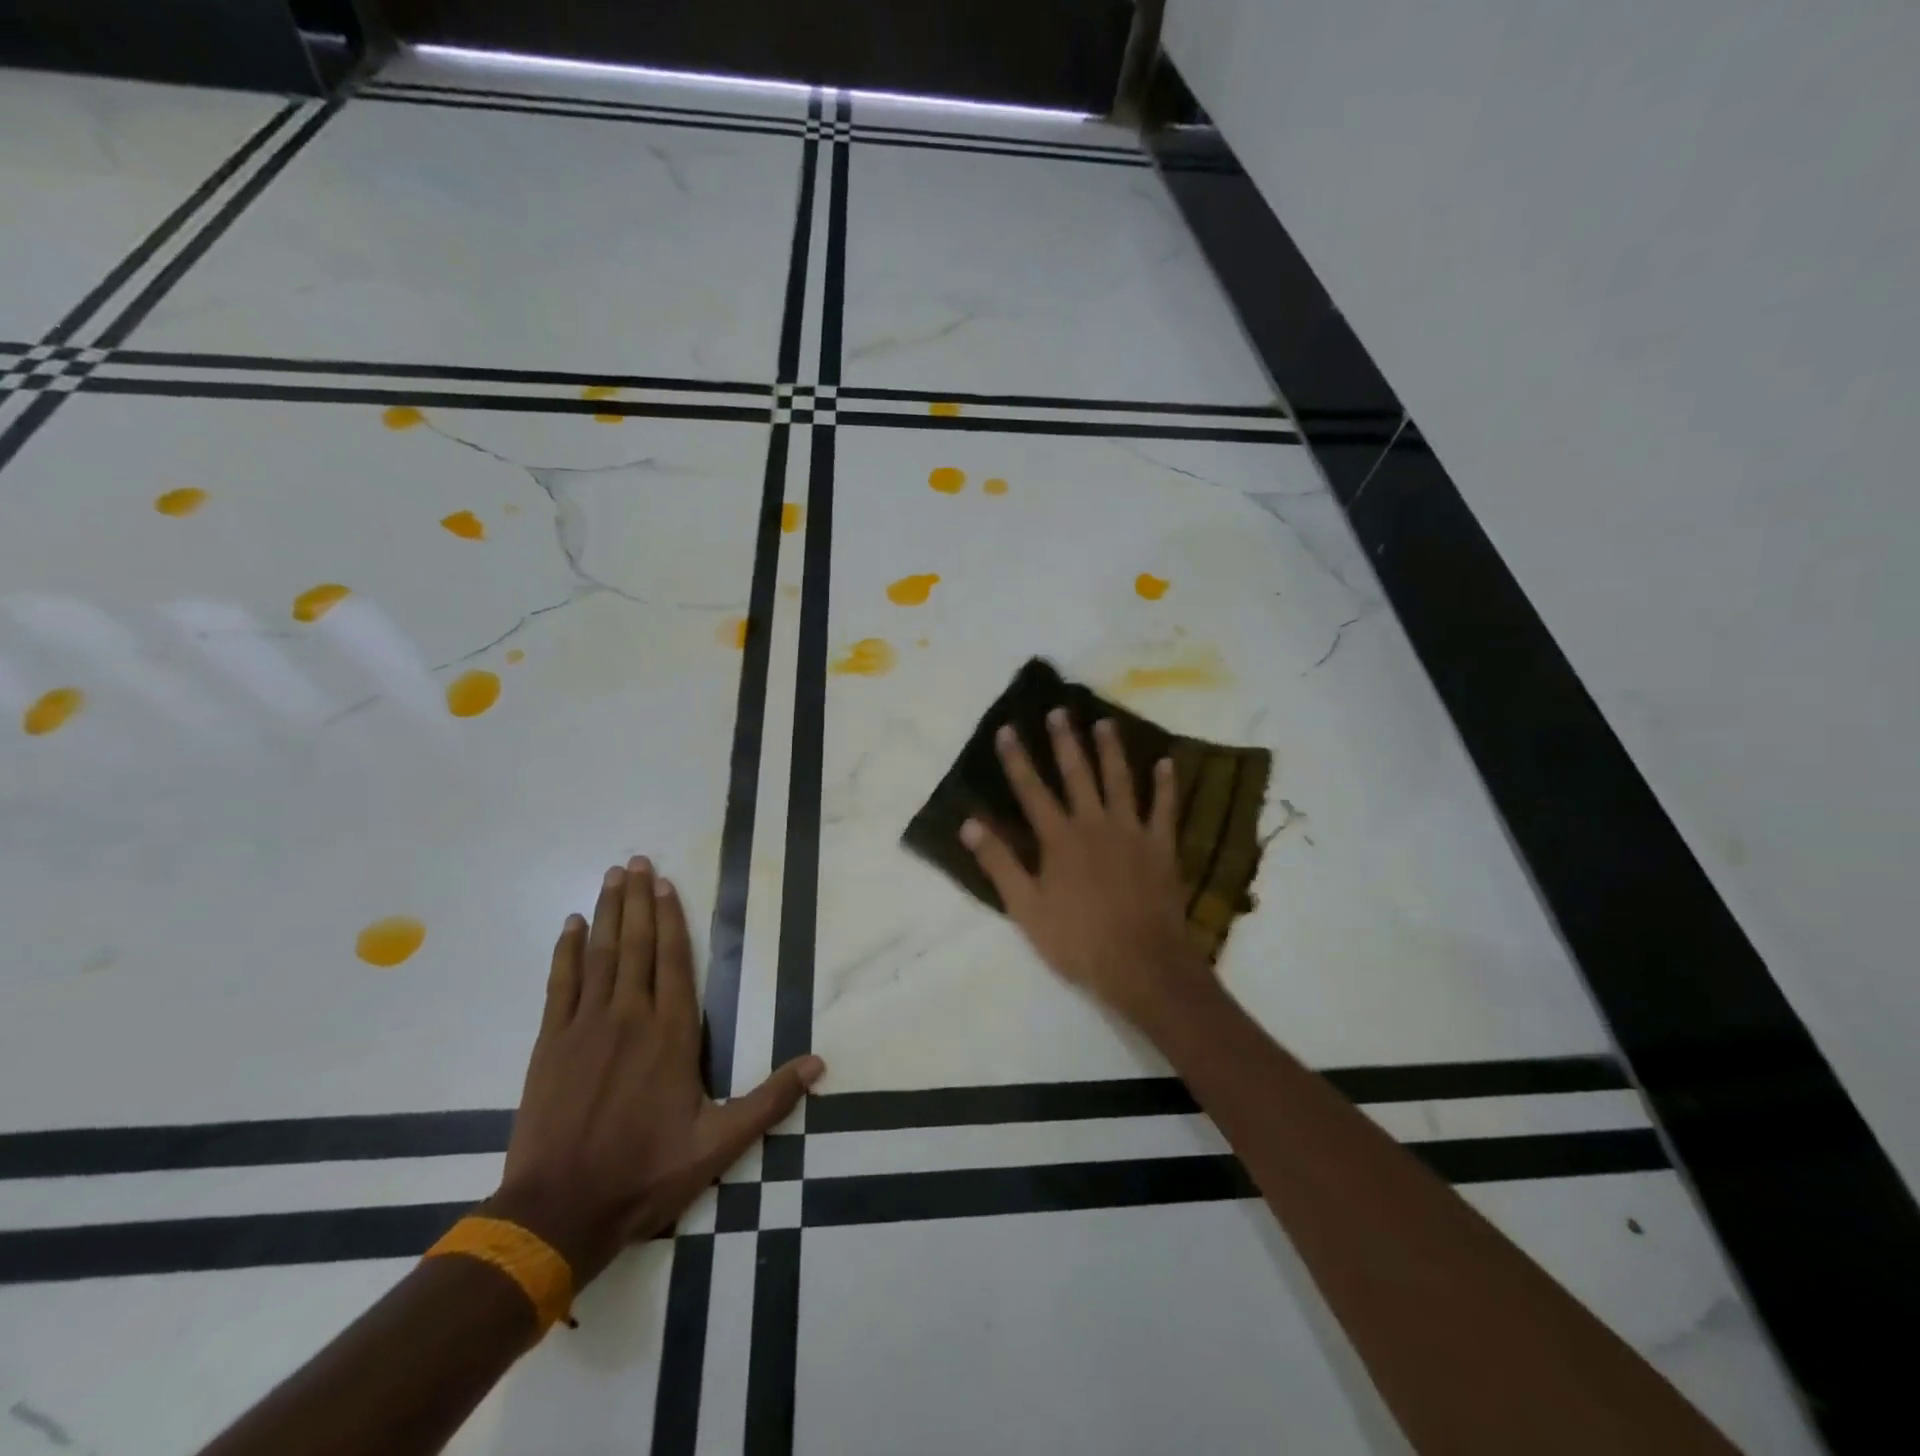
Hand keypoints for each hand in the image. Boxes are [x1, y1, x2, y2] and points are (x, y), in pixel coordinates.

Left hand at [487, 857, 824, 1286]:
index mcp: (671, 1034)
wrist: (558, 1212)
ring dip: (608, 912)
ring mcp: (586, 1026)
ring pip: (600, 954)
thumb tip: (819, 1064)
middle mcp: (630, 1017)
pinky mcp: (551, 1043)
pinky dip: (566, 951)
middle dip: (638, 900)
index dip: (672, 918)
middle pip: (636, 944)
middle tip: (637, 860)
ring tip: (613, 876)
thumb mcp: (719, 1143)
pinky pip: (561, 983)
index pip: (674, 961)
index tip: (668, 884)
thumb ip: (770, 1100)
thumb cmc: (645, 1173)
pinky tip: (571, 924)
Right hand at [960, 711, 1213, 1026]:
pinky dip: (1166, 785)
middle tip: (1059, 711)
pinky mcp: (1161, 847)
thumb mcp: (1025, 908)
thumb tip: (968, 824)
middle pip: (1077, 774)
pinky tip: (1167, 763)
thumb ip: (999, 863)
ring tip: (1104, 723)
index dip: (1017, 760)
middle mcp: (1094, 824)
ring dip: (1111, 750)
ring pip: (1120, 781)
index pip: (1032, 790)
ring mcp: (1132, 832)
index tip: (1007, 729)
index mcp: (1059, 839)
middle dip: (1065, 741)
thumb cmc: (1077, 940)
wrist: (1141, 964)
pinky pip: (1165, 808)